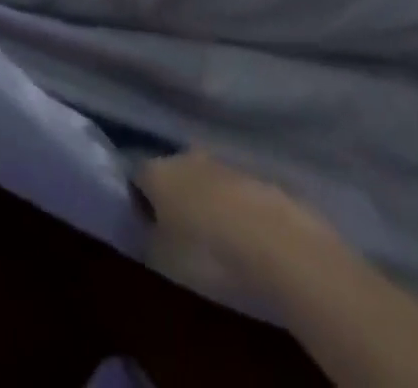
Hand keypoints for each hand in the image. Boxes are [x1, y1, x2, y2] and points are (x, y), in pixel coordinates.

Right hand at [137, 149, 334, 299]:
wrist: (281, 246)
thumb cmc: (209, 254)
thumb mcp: (165, 261)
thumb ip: (148, 240)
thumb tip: (146, 231)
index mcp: (156, 171)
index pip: (136, 177)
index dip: (138, 202)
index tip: (145, 227)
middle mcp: (184, 156)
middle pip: (172, 174)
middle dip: (175, 198)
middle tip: (181, 232)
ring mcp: (224, 164)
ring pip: (206, 181)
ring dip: (208, 202)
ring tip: (218, 238)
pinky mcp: (259, 179)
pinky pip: (237, 194)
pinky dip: (237, 211)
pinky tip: (247, 239)